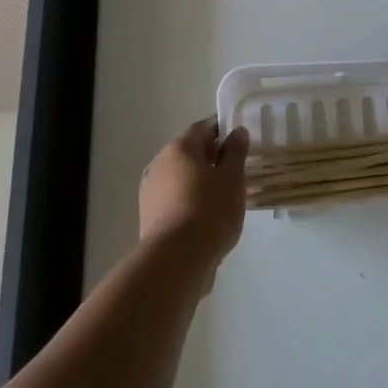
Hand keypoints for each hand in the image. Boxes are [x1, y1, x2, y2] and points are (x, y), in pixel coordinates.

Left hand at [139, 119, 248, 281]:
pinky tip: (204, 216)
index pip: (202, 128)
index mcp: (180, 148)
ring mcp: (150, 190)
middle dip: (211, 157)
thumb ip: (236, 152)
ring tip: (221, 197)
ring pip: (180, 176)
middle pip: (189, 152)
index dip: (222, 130)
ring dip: (199, 180)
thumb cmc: (210, 210)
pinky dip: (188, 199)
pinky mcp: (148, 215)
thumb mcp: (232, 178)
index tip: (239, 142)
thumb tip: (237, 131)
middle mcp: (160, 163)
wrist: (177, 259)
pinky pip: (173, 198)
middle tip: (234, 171)